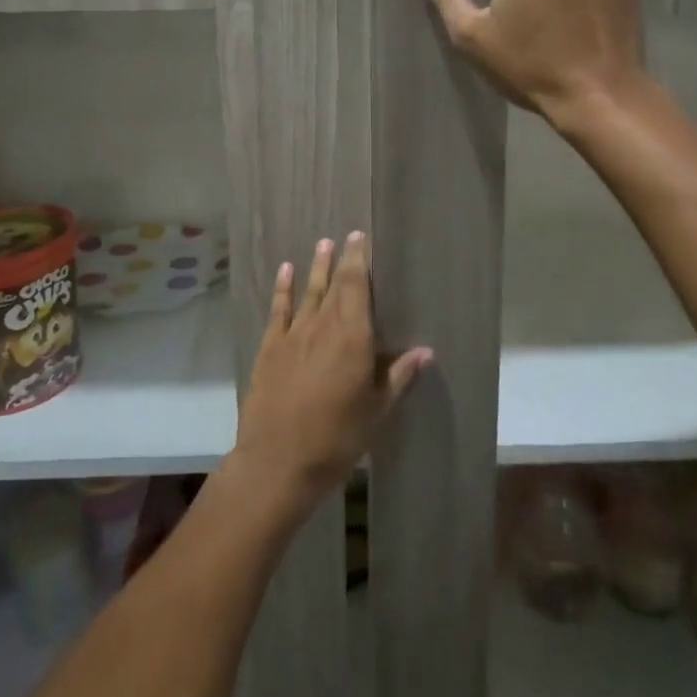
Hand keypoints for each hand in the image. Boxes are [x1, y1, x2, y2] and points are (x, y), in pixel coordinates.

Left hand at [231, 234, 430, 511]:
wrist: (278, 461)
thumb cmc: (337, 438)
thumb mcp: (377, 411)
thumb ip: (399, 376)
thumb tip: (426, 351)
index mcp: (353, 337)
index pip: (357, 287)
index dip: (359, 260)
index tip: (361, 238)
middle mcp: (323, 326)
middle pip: (335, 284)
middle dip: (342, 260)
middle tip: (348, 236)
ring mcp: (293, 335)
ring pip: (308, 292)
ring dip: (316, 267)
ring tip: (322, 243)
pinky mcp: (270, 348)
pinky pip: (279, 310)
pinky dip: (283, 288)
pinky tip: (286, 271)